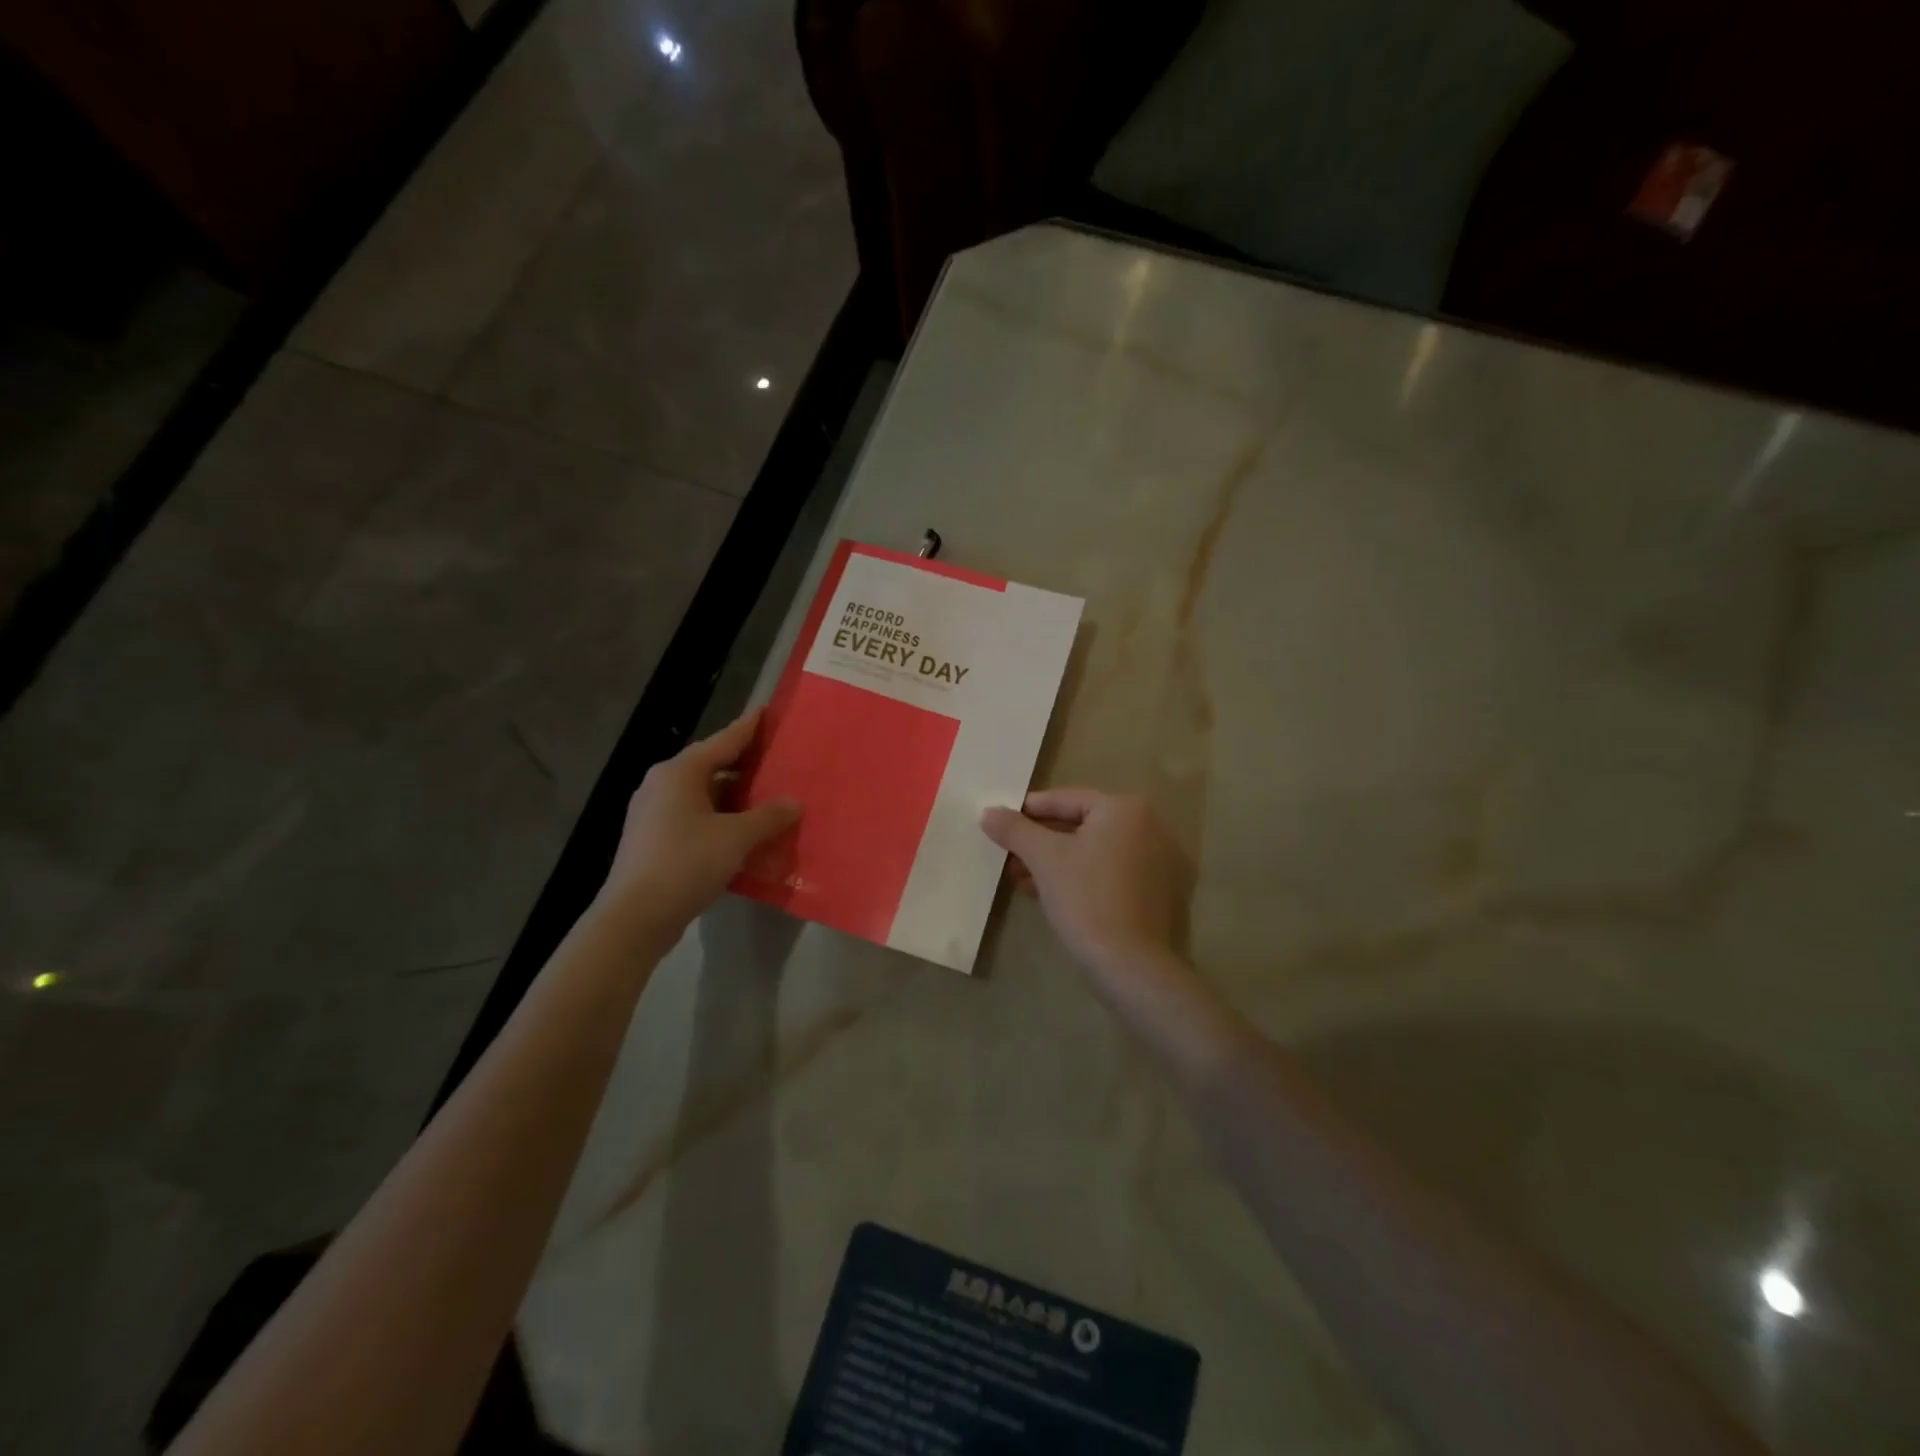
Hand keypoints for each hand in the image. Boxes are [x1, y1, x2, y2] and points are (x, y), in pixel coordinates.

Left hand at [597, 711, 800, 945]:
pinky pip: (695, 817)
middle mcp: (662, 784)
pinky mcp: (653, 840)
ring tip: (767, 799)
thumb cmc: (686, 863)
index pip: (723, 740)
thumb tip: (796, 803)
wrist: (635, 917)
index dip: (749, 728)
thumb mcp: (736, 838)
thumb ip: (769, 816)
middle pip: (711, 765)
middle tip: (778, 761)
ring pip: (703, 794)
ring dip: (734, 797)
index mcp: (680, 772)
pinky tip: (743, 833)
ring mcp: (654, 813)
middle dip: (745, 765)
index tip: (768, 713)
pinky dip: (720, 819)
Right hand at [980, 789, 1187, 975]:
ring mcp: (1159, 860)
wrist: (1130, 964)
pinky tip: (1048, 893)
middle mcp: (1149, 826)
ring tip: (1020, 877)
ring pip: (1094, 851)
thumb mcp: (1044, 858)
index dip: (1028, 811)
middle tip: (1007, 853)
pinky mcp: (1157, 891)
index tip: (1000, 823)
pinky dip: (1080, 876)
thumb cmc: (1086, 898)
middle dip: (1040, 841)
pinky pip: (1109, 871)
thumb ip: (1014, 830)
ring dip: (1056, 861)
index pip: (1066, 800)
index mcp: (1125, 808)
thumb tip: (988, 812)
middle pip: (1081, 825)